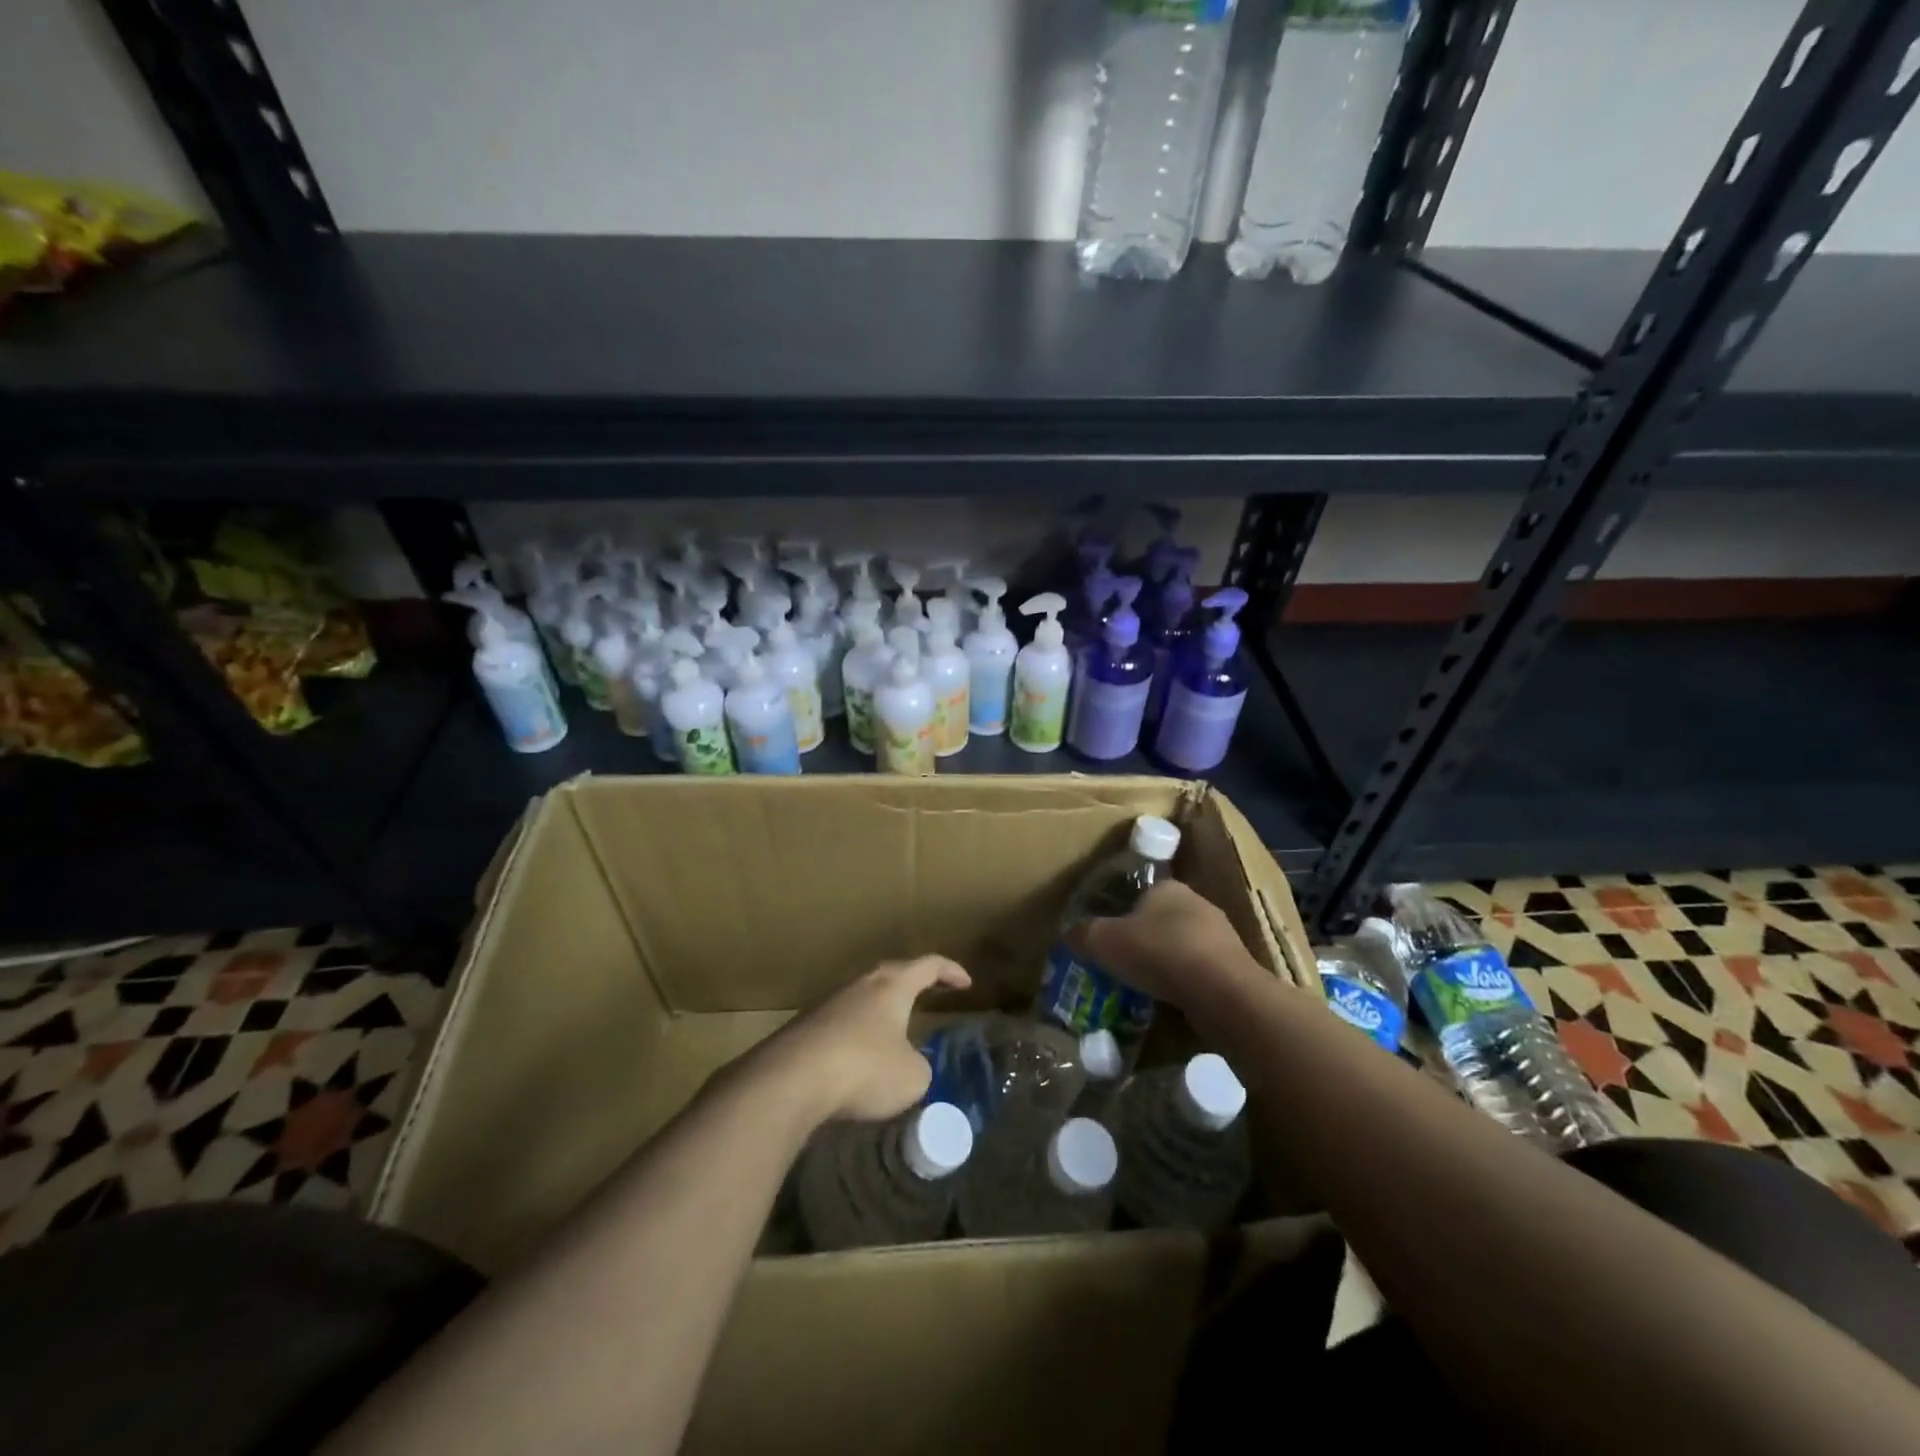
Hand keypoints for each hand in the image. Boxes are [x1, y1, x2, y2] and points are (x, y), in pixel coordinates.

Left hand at [763, 956, 971, 1124]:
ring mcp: (828, 1003)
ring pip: (864, 998)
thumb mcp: (912, 1077)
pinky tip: (858, 1059)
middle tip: (930, 996)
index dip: (951, 971)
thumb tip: (911, 1065)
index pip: (928, 965)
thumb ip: (921, 1066)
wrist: (790, 1080)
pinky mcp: (805, 1027)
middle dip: (913, 984)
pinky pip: (841, 1023)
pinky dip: (857, 1035)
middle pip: (892, 974)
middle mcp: (861, 984)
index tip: (966, 983)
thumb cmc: (863, 1068)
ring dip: (882, 1012)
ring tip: (894, 1032)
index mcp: (892, 985)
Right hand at [1072, 880, 1261, 1011]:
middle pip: (1160, 919)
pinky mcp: (1235, 966)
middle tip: (1121, 963)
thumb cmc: (1158, 952)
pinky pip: (1199, 971)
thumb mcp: (1104, 941)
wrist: (1221, 991)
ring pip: (1182, 945)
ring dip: (1165, 962)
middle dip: (1142, 939)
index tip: (1106, 937)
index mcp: (1167, 886)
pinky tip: (1170, 1000)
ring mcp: (1220, 934)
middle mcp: (1196, 902)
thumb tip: (1068, 934)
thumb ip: (1083, 935)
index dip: (1119, 913)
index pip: (1138, 893)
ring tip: (1143, 986)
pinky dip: (1184, 982)